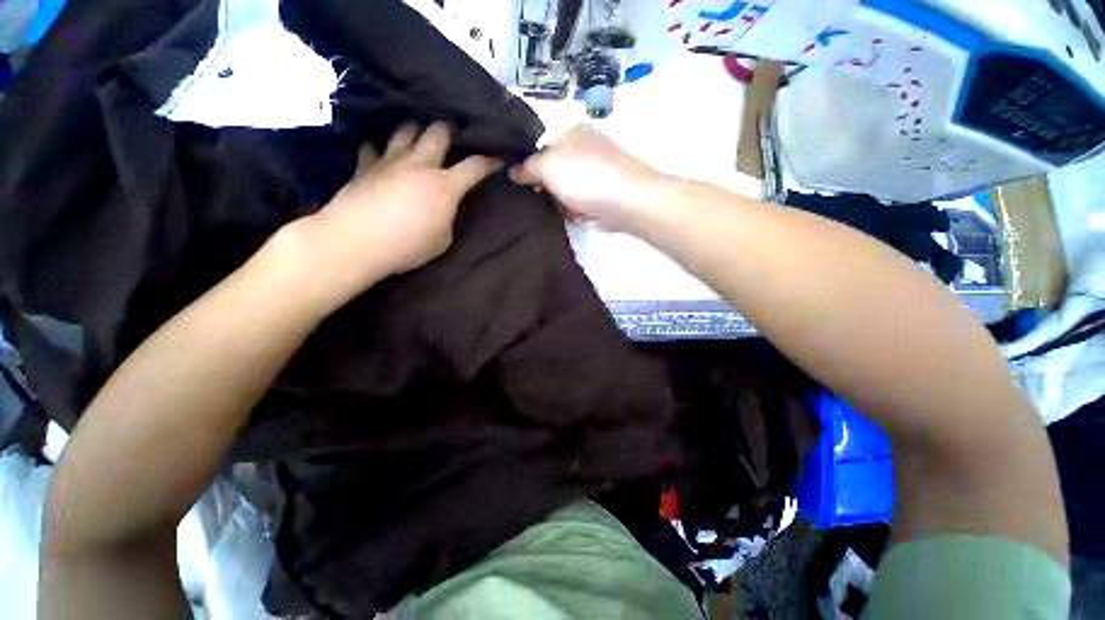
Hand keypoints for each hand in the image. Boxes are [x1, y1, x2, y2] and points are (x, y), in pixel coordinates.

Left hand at [285, 123, 500, 304]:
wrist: (356, 242)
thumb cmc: (407, 246)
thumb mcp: (442, 240)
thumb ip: (448, 217)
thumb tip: (443, 208)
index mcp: (444, 186)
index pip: (474, 166)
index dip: (489, 161)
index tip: (498, 158)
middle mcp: (419, 164)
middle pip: (438, 132)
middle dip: (449, 131)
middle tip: (452, 139)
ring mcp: (390, 160)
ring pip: (405, 130)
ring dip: (415, 132)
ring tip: (417, 140)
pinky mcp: (365, 165)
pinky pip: (372, 146)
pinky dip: (379, 148)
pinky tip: (380, 154)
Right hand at [510, 125, 663, 231]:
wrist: (629, 202)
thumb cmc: (586, 178)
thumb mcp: (548, 166)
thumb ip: (527, 167)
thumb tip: (513, 171)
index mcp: (573, 133)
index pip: (542, 146)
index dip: (528, 165)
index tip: (518, 183)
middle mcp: (586, 150)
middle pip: (555, 169)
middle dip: (544, 186)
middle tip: (533, 199)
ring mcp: (598, 174)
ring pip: (567, 189)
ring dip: (559, 201)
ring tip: (551, 210)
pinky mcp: (605, 196)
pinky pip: (581, 204)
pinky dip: (574, 211)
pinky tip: (570, 217)